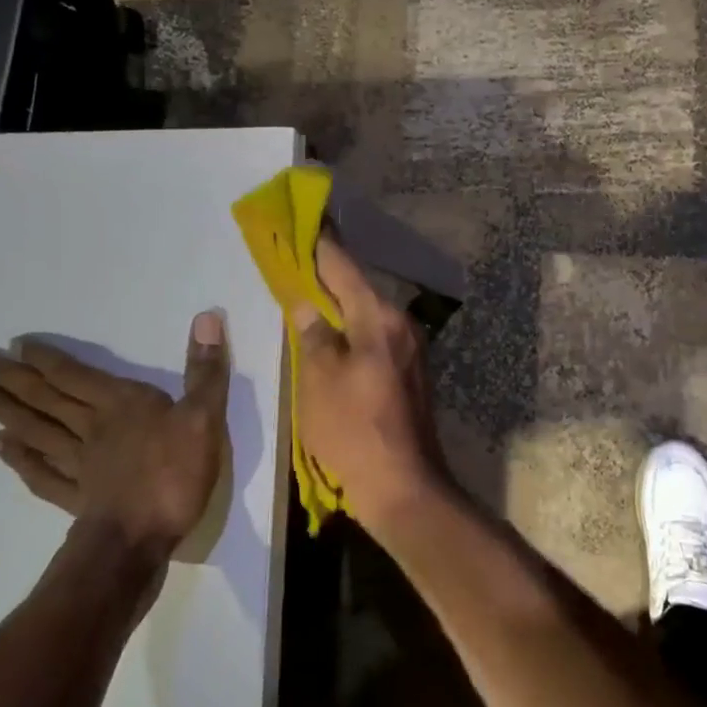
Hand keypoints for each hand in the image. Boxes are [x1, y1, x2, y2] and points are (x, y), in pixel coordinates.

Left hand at [0, 313, 229, 561]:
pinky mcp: (74, 497)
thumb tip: (208, 317)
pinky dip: (16, 458)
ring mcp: (78, 465)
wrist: (139, 541)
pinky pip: (39, 472)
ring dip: (1, 409)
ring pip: (34, 430)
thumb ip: (205, 370)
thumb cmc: (175, 474)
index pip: (75, 375)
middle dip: (7, 378)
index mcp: (120, 405)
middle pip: (43, 399)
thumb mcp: (204, 416)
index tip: (13, 345)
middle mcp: (91, 428)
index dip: (45, 359)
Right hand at [291, 236, 449, 525]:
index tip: (303, 219)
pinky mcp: (409, 374)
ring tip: (308, 290)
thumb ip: (313, 336)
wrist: (403, 487)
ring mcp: (409, 351)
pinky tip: (331, 333)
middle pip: (358, 288)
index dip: (320, 244)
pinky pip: (374, 337)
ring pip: (367, 314)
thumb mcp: (319, 381)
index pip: (344, 268)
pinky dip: (351, 328)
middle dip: (327, 272)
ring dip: (339, 302)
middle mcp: (401, 326)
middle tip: (296, 256)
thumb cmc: (354, 431)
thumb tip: (307, 305)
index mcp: (379, 320)